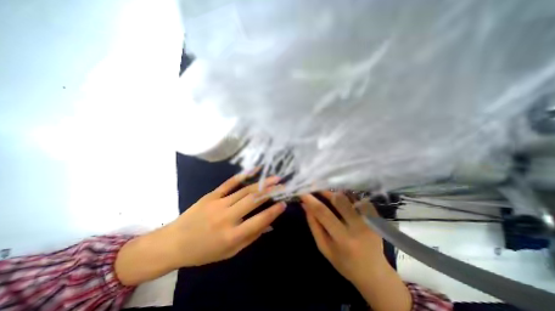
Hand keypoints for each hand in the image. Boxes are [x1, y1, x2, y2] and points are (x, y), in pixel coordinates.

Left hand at [163, 172, 286, 266]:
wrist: (174, 243)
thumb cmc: (204, 251)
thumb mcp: (230, 252)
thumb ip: (251, 237)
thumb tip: (269, 224)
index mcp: (232, 235)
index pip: (259, 220)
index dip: (273, 211)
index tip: (284, 203)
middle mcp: (227, 217)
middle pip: (253, 200)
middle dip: (270, 191)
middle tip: (283, 186)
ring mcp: (218, 203)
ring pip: (244, 190)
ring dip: (261, 183)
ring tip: (274, 178)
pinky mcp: (211, 195)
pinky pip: (229, 183)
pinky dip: (243, 175)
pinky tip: (254, 170)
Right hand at [300, 191, 386, 284]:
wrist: (375, 273)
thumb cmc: (344, 263)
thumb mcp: (324, 247)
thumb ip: (314, 225)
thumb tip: (305, 205)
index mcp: (343, 239)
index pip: (323, 212)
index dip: (311, 200)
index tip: (303, 192)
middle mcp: (358, 227)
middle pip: (338, 200)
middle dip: (324, 192)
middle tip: (315, 189)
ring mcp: (369, 221)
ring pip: (349, 197)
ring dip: (335, 192)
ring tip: (326, 192)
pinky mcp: (375, 218)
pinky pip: (359, 199)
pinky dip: (347, 195)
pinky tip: (341, 198)